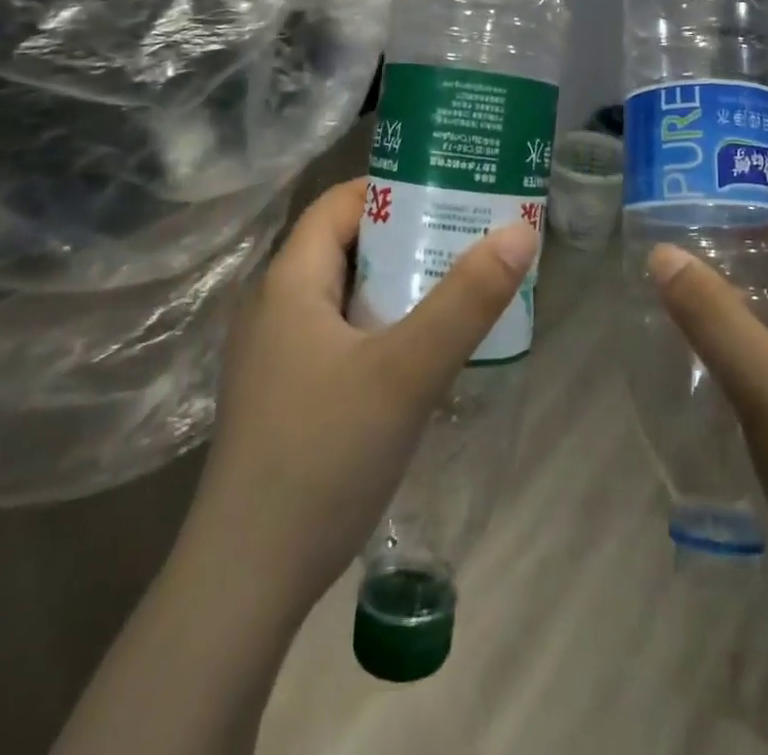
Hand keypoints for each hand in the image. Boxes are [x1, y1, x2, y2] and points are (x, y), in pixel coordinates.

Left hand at [52, 178, 539, 754]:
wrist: (246, 579)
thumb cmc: (322, 455)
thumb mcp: (406, 371)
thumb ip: (467, 299)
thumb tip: (521, 229)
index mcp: (290, 281)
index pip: (340, 203)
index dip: (393, 188)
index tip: (451, 191)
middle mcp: (275, 306)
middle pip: (346, 245)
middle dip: (408, 237)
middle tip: (470, 237)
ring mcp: (276, 354)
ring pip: (346, 294)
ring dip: (398, 285)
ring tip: (459, 287)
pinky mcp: (286, 394)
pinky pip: (341, 335)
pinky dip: (382, 326)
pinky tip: (421, 353)